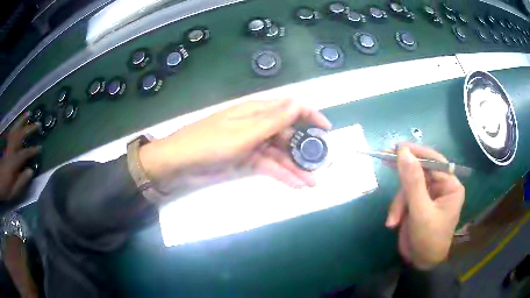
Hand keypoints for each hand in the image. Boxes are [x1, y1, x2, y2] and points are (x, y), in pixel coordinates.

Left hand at [0, 112, 40, 201]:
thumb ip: (21, 182)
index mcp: (13, 162)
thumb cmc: (5, 189)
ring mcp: (7, 144)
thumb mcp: (13, 191)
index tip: (39, 148)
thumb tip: (30, 171)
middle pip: (20, 136)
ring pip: (15, 129)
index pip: (24, 154)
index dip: (32, 151)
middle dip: (29, 130)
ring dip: (22, 121)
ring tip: (28, 114)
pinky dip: (15, 125)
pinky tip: (17, 122)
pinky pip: (10, 131)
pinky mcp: (4, 143)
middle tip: (38, 124)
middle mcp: (10, 150)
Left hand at [139, 99, 331, 197]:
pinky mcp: (245, 159)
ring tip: (312, 182)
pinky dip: (281, 174)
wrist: (180, 161)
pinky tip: (295, 184)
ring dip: (295, 167)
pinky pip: (268, 165)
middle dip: (305, 149)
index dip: (310, 116)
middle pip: (287, 134)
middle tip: (321, 165)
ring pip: (279, 153)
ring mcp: (252, 143)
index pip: (290, 108)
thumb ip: (273, 120)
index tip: (326, 130)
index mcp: (257, 111)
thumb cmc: (211, 142)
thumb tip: (299, 102)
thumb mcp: (245, 132)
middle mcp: (257, 125)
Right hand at [385, 143, 464, 269]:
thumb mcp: (420, 211)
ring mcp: (429, 194)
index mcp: (450, 185)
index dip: (416, 153)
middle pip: (420, 171)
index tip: (396, 148)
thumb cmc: (428, 239)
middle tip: (383, 159)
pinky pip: (404, 197)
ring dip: (398, 202)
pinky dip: (397, 208)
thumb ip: (412, 182)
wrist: (420, 263)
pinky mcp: (417, 203)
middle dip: (403, 179)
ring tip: (393, 220)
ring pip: (408, 186)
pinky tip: (394, 222)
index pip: (434, 161)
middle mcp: (441, 186)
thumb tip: (402, 151)